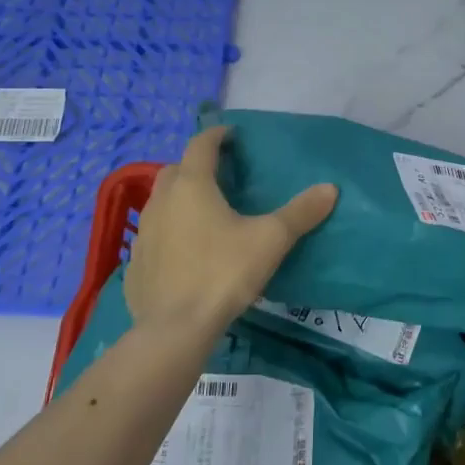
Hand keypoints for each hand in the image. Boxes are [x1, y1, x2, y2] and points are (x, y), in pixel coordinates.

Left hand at [124, 126, 336, 335]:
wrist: (174, 330)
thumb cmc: (223, 273)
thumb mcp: (270, 240)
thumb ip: (300, 213)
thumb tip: (330, 188)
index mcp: (192, 186)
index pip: (201, 144)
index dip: (217, 135)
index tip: (232, 135)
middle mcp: (162, 201)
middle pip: (175, 169)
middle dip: (195, 166)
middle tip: (219, 176)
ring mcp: (144, 233)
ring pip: (160, 202)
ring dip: (178, 198)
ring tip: (203, 213)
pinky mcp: (134, 264)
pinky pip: (152, 236)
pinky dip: (167, 233)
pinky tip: (184, 252)